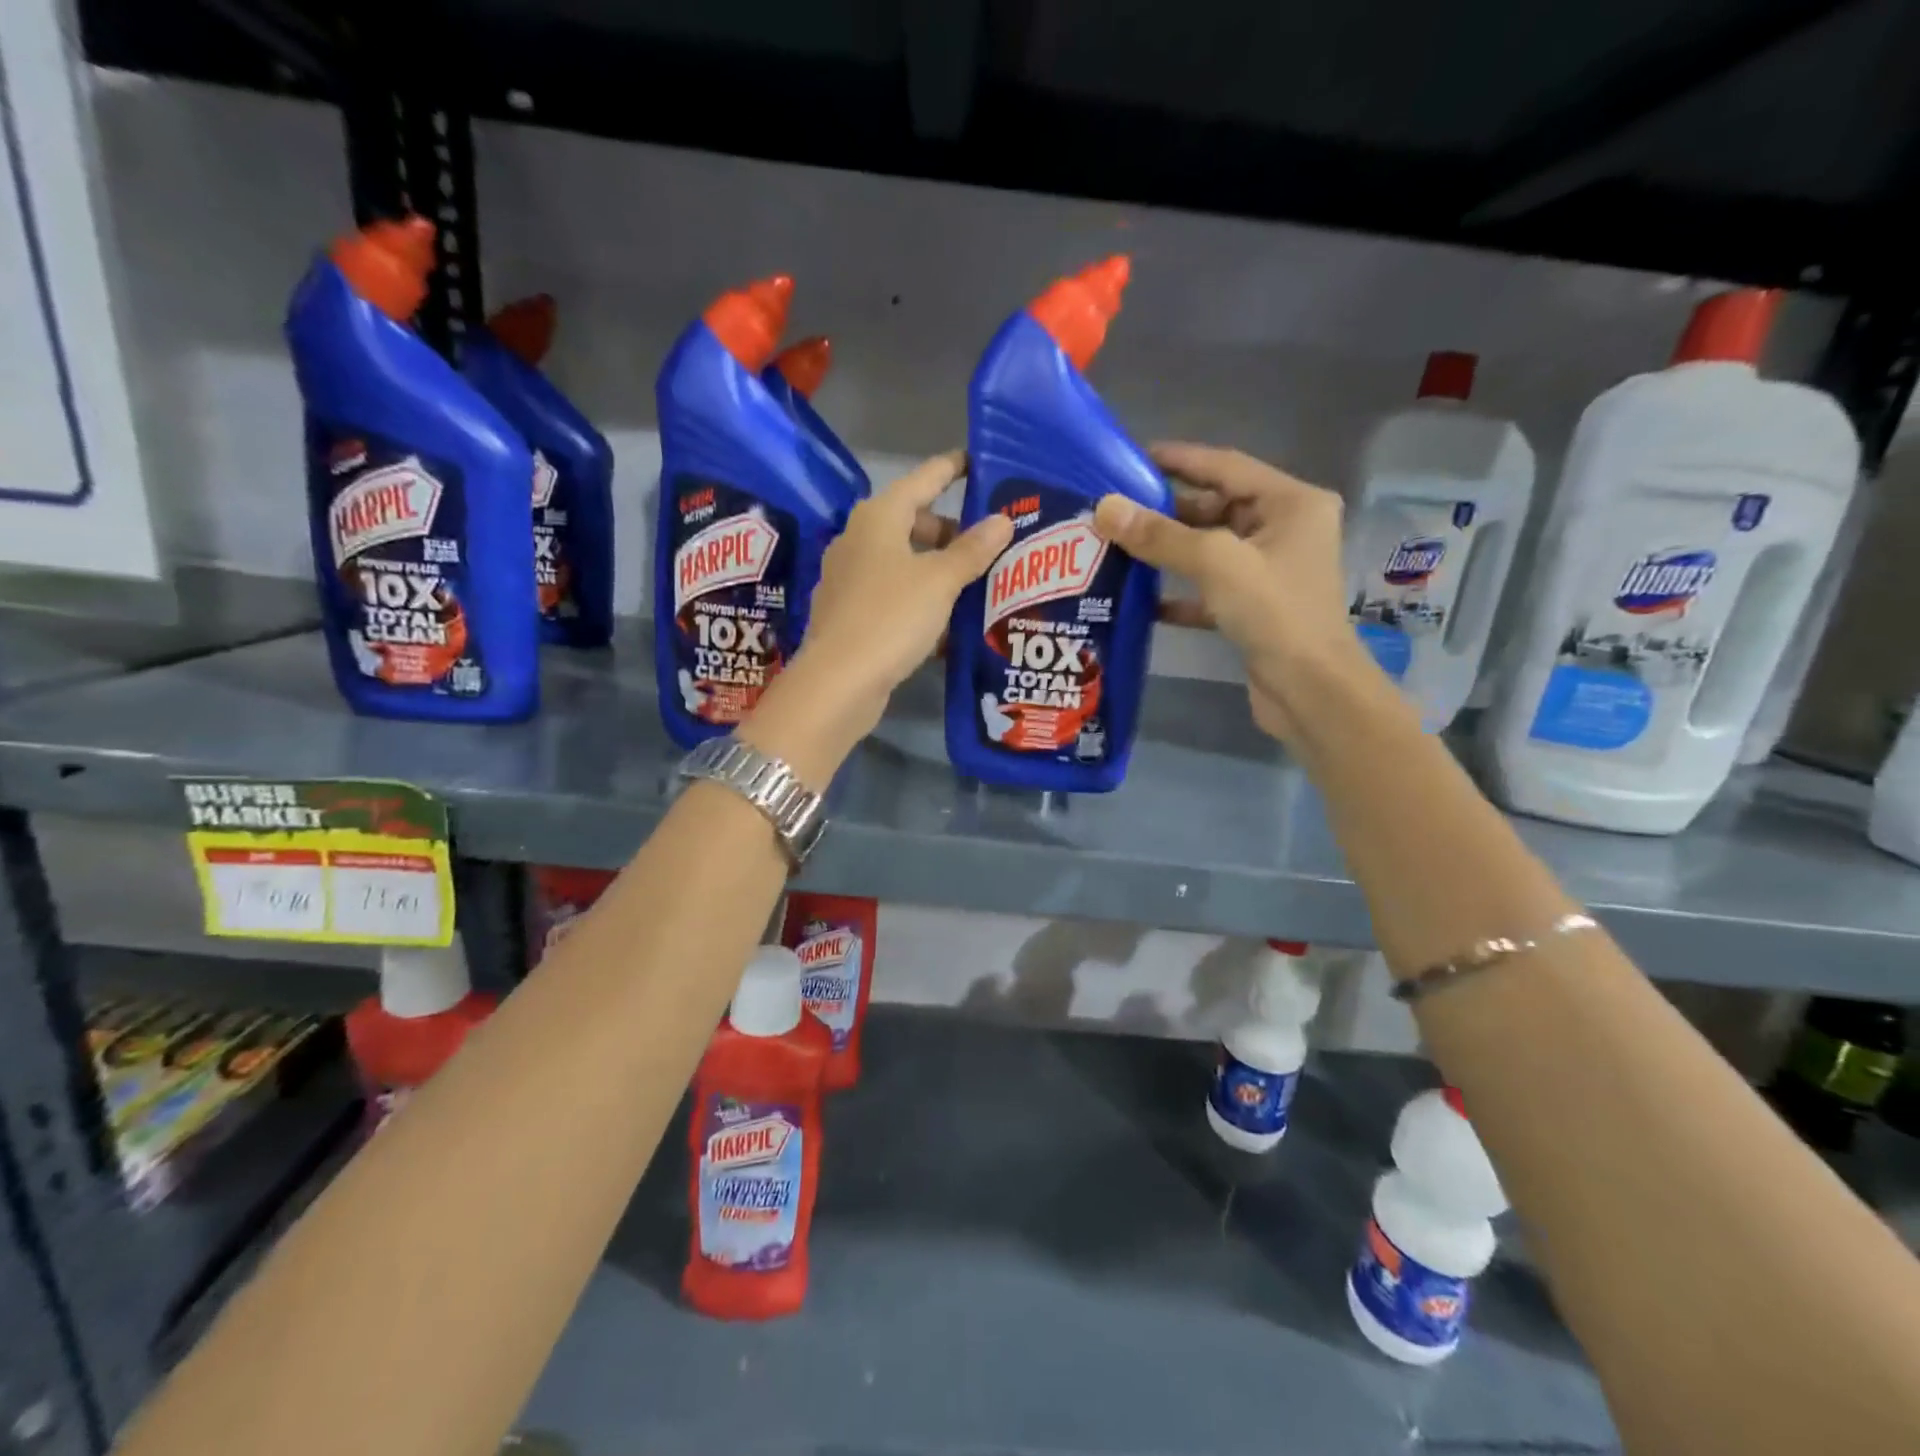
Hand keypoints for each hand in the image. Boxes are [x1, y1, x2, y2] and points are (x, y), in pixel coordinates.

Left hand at [791, 450, 1012, 723]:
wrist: (838, 682)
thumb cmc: (891, 617)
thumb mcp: (940, 581)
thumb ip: (973, 549)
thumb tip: (1002, 519)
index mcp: (878, 517)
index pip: (923, 479)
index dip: (952, 469)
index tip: (977, 461)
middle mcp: (858, 540)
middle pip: (912, 522)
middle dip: (950, 531)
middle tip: (990, 543)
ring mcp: (850, 578)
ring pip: (904, 561)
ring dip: (938, 569)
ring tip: (977, 583)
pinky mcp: (850, 613)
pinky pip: (894, 594)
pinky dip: (920, 598)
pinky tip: (948, 621)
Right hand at [1091, 442, 1379, 743]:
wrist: (1309, 689)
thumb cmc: (1275, 612)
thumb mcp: (1216, 563)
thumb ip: (1160, 535)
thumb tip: (1105, 508)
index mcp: (1291, 503)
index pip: (1226, 466)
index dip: (1179, 459)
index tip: (1133, 458)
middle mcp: (1285, 530)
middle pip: (1216, 507)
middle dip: (1167, 510)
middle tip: (1116, 510)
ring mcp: (1270, 571)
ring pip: (1210, 549)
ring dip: (1168, 551)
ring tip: (1118, 547)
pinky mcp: (1254, 607)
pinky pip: (1209, 588)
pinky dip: (1178, 592)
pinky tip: (1141, 598)